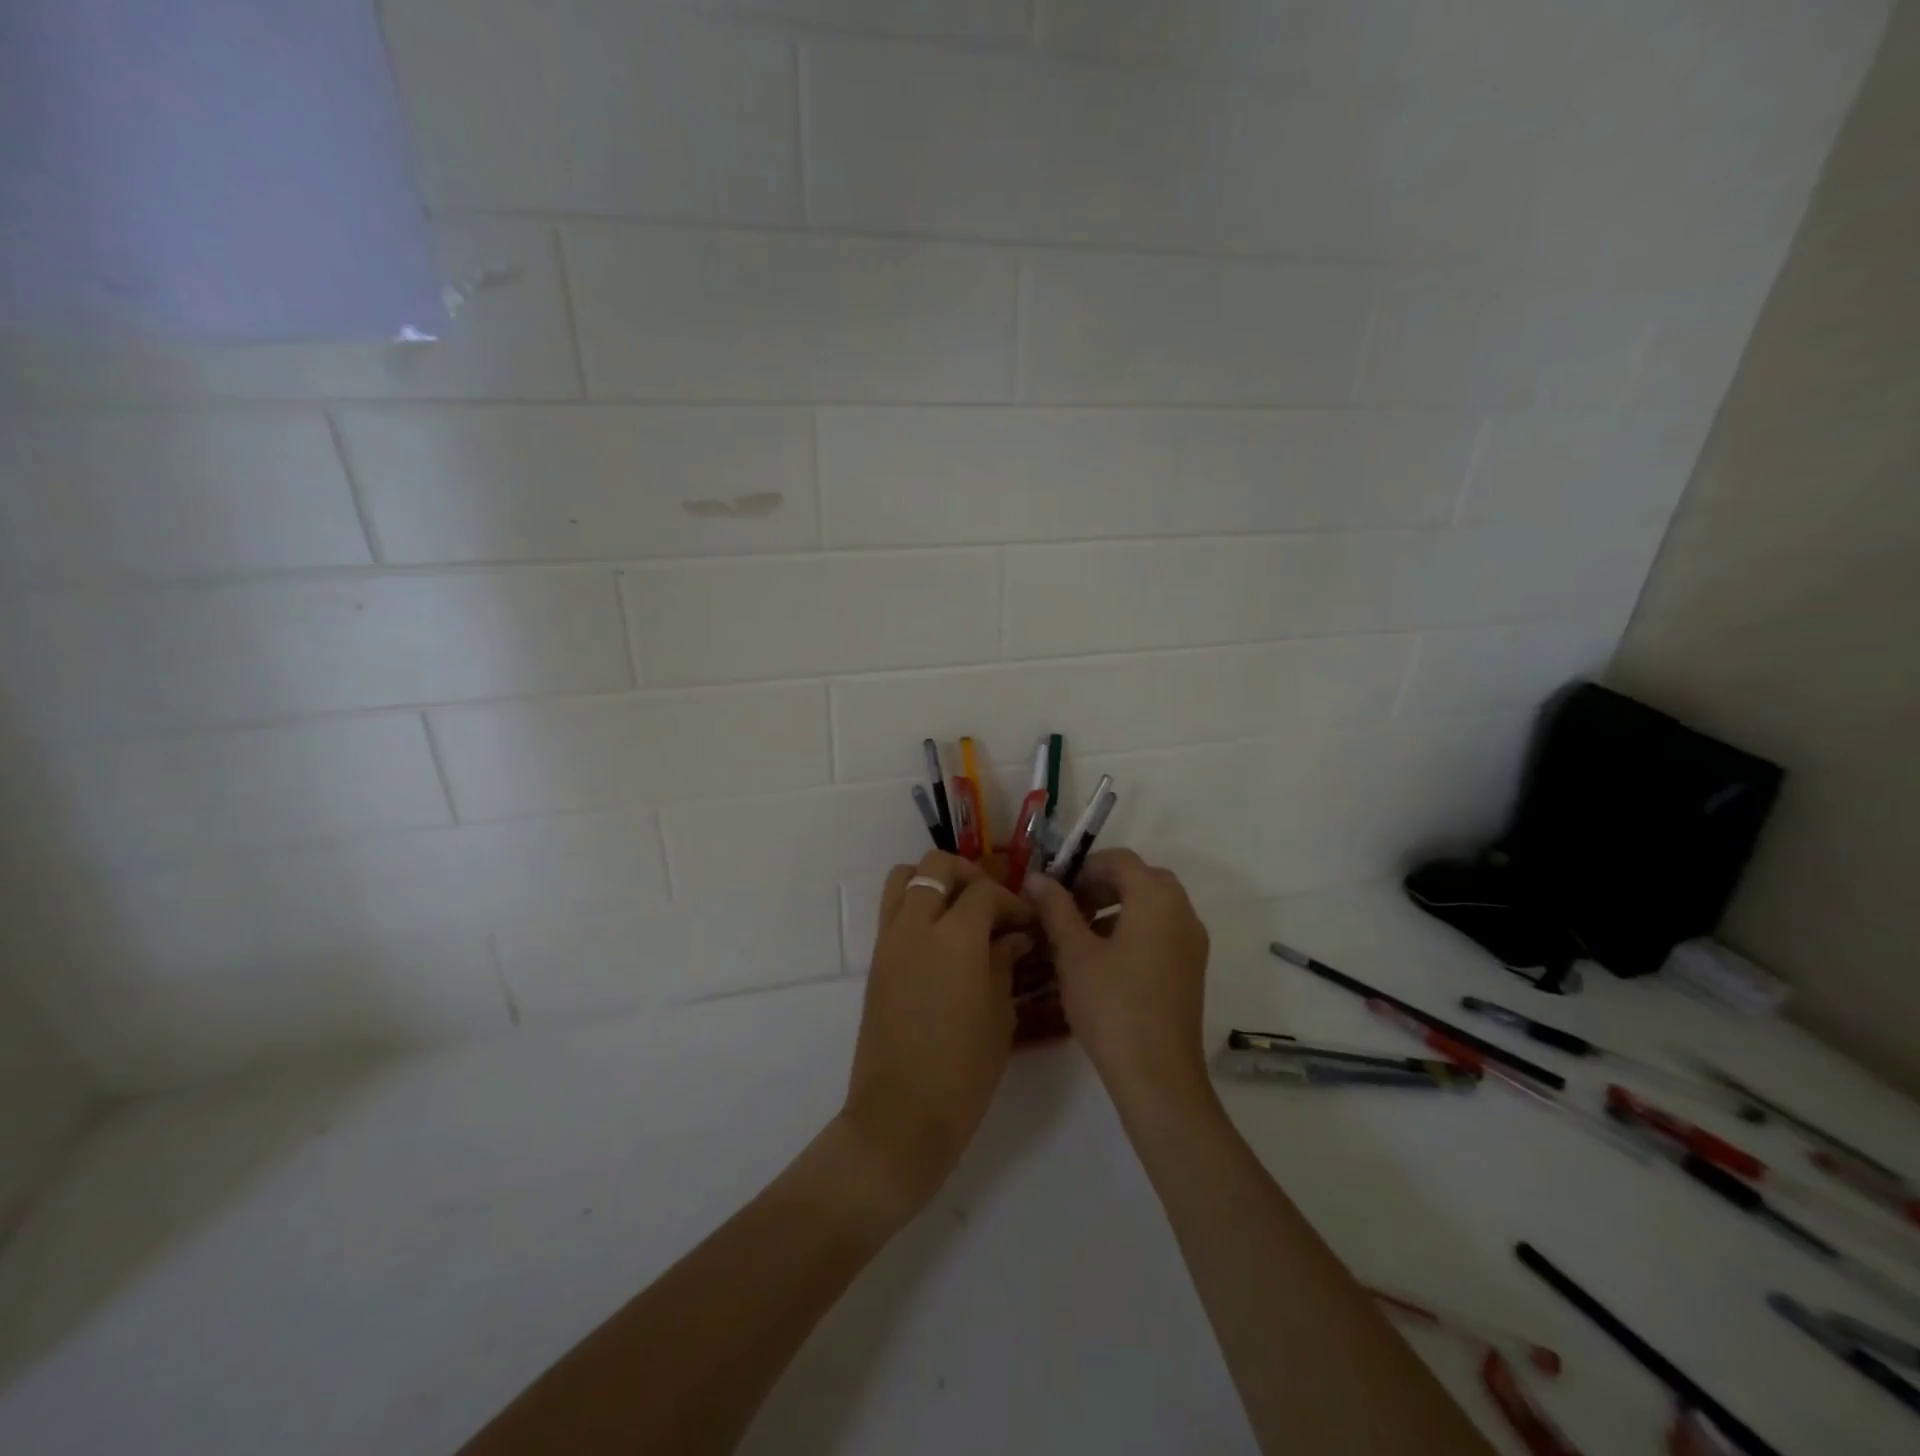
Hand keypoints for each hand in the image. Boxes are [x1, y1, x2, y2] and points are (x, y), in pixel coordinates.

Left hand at [838, 851, 1034, 1217]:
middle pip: (936, 866)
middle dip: (969, 875)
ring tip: (960, 911)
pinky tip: (941, 938)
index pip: (984, 891)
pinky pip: (892, 908)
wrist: (900, 1115)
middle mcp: (917, 926)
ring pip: (904, 877)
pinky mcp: (876, 959)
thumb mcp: (998, 1015)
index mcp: (956, 939)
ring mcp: (890, 940)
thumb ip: (1003, 964)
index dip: (1011, 901)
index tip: (1028, 922)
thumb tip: (1012, 937)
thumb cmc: (963, 1072)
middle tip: (991, 905)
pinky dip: (916, 904)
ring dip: (934, 882)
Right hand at [1025, 849, 1210, 1107]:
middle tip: (1068, 908)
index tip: (1056, 890)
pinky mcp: (1191, 969)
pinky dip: (1134, 929)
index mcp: (1156, 898)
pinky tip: (1104, 960)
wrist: (1157, 1075)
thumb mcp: (1074, 953)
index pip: (1120, 860)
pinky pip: (1162, 930)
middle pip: (1141, 879)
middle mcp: (1182, 911)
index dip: (1084, 867)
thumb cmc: (1111, 1005)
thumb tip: (1037, 879)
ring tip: (1080, 935)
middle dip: (1102, 886)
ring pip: (1153, 905)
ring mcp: (1192, 942)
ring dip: (1117, 907)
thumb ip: (1056, 908)